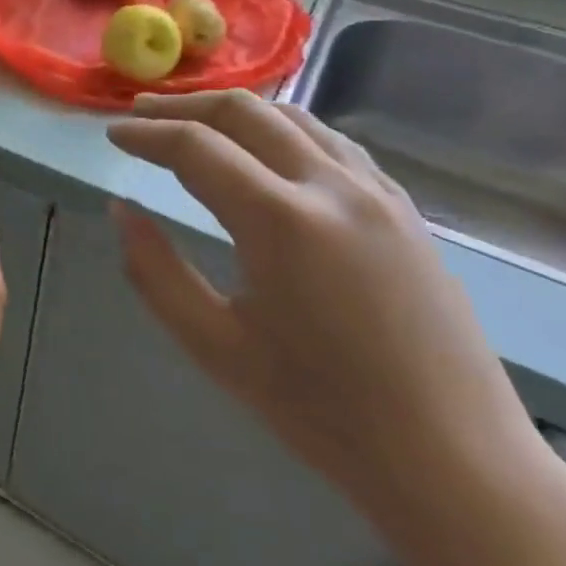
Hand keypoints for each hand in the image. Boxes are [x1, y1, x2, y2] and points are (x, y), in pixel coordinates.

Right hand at [108, 91, 548, 542]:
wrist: (452, 459)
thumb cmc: (321, 410)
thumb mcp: (215, 345)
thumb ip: (155, 271)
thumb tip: (120, 211)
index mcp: (281, 221)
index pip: (196, 148)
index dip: (147, 135)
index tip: (112, 135)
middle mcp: (331, 188)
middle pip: (245, 113)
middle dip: (184, 107)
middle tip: (141, 113)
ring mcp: (377, 194)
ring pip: (294, 118)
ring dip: (235, 111)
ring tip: (195, 121)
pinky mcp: (404, 210)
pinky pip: (334, 144)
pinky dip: (285, 129)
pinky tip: (268, 149)